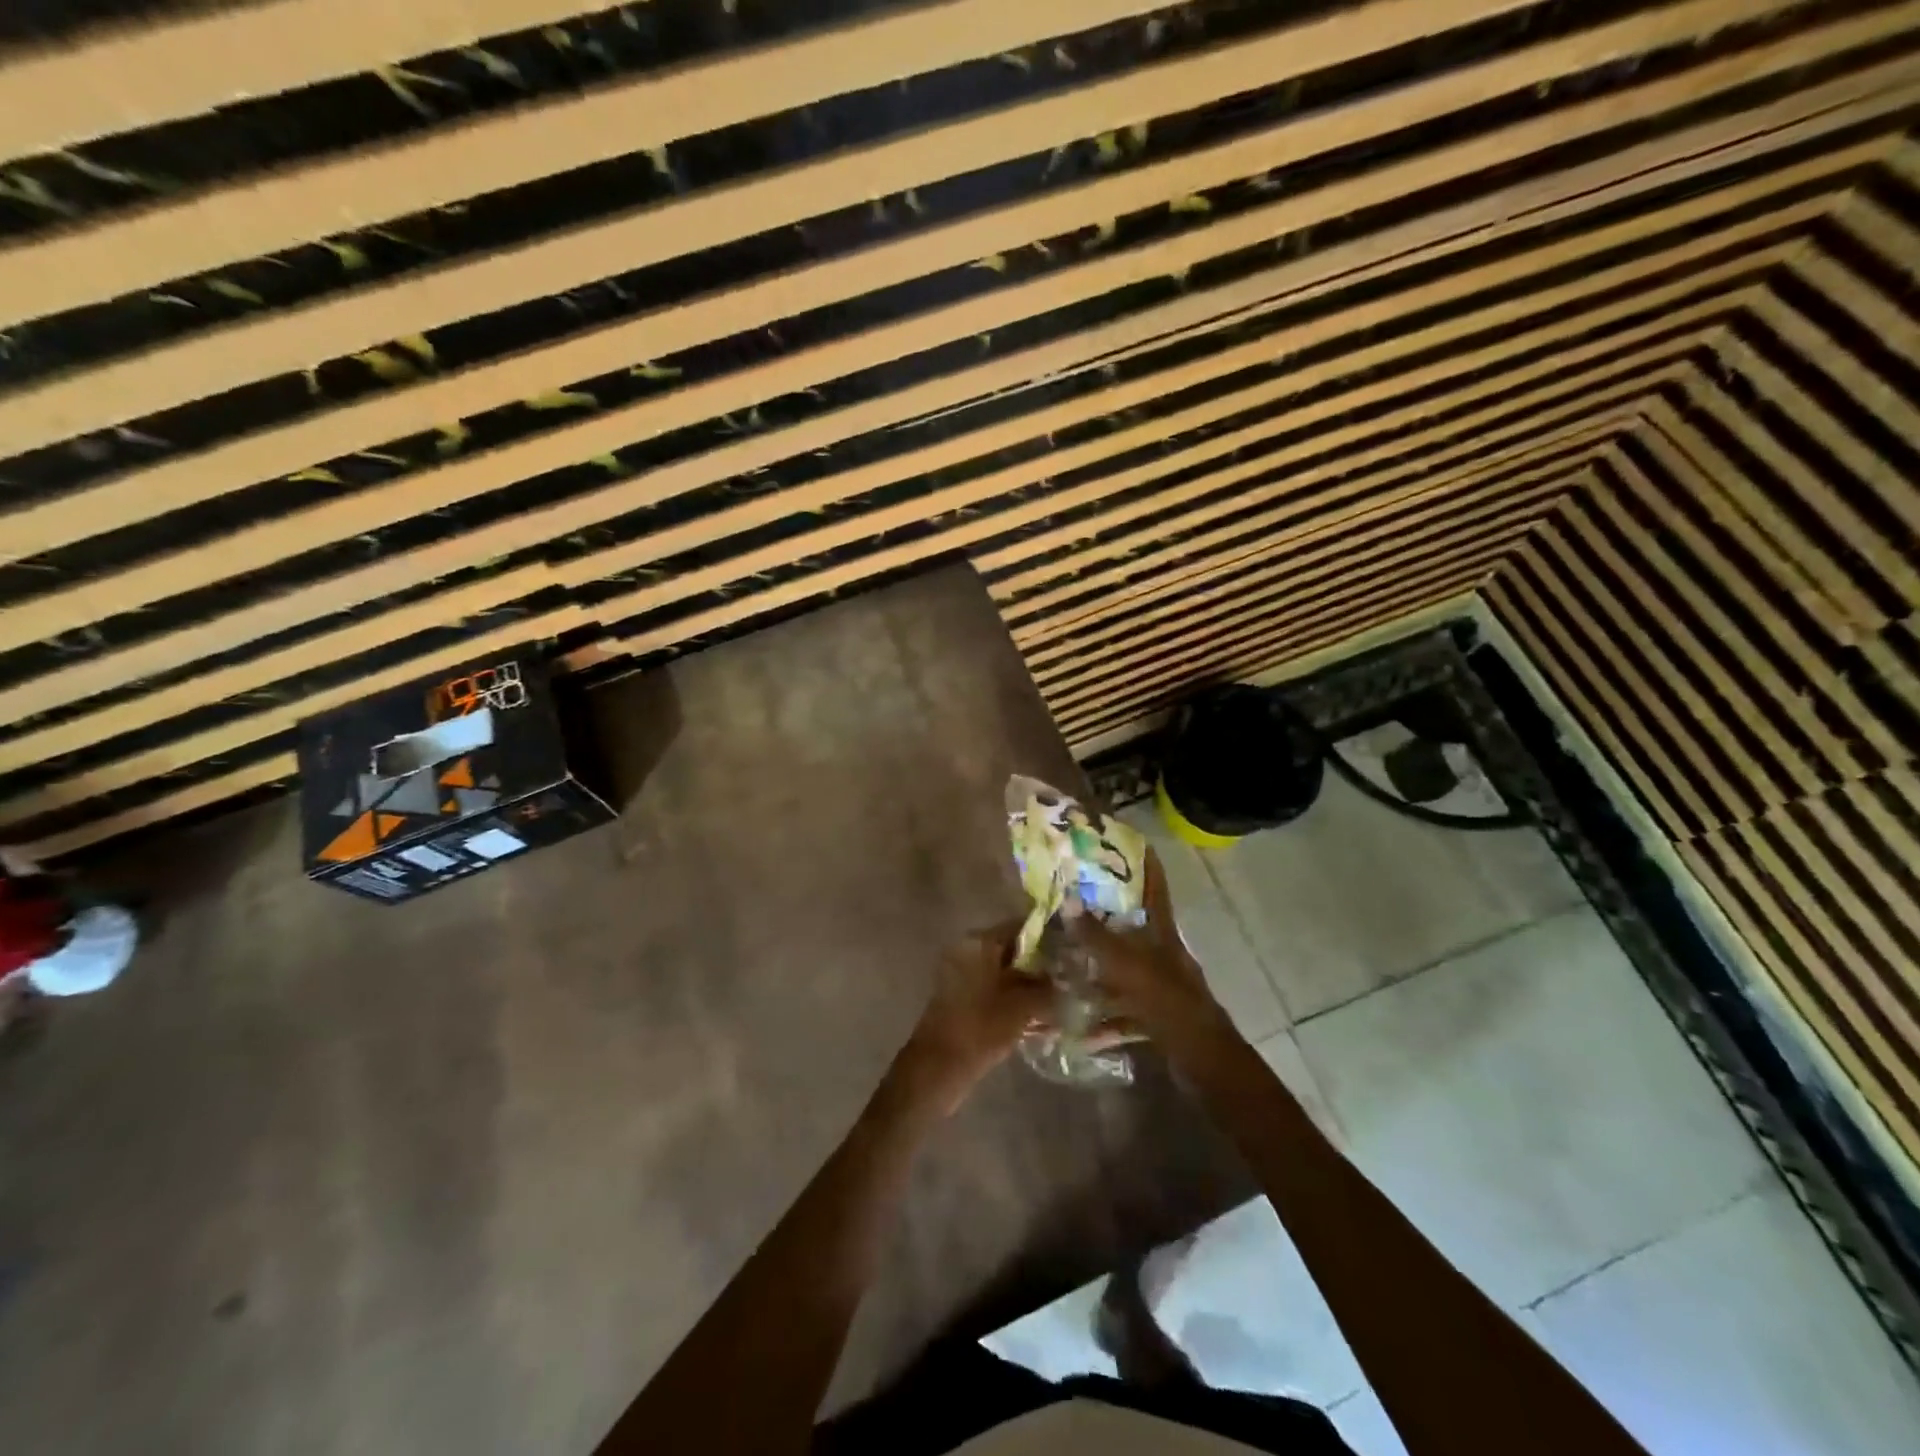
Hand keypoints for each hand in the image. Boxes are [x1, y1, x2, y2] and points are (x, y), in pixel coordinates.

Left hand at [895, 920, 1055, 1115]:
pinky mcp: (963, 999)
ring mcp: (963, 976)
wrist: (939, 1068)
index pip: (1020, 927)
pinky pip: (995, 991)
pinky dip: (1016, 1000)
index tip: (1073, 949)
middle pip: (1013, 950)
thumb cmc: (980, 1028)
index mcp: (978, 942)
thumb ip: (1047, 989)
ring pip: (1006, 973)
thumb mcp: (1022, 1006)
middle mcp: (968, 952)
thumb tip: (1066, 981)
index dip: (1049, 937)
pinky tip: (1042, 1018)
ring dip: (1031, 986)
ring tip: (1063, 1000)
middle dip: (1042, 965)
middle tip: (1073, 977)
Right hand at [1075, 850, 1237, 1060]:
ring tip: (1064, 964)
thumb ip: (1096, 937)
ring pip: (1124, 971)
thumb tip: (1067, 901)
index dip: (1146, 863)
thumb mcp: (1128, 966)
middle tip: (1071, 906)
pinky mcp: (1156, 1017)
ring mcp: (1160, 987)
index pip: (1155, 888)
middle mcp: (1163, 955)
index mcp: (1163, 934)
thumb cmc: (1168, 1001)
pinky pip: (1124, 1011)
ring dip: (1097, 971)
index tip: (1127, 842)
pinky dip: (1104, 1019)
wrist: (1203, 1059)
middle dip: (1104, 919)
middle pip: (1133, 928)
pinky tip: (1079, 1029)